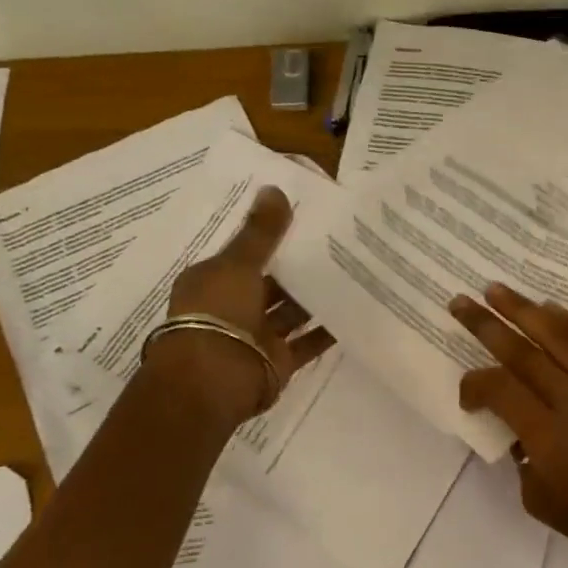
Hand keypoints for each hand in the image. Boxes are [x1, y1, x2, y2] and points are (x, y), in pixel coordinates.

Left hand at [152, 187, 333, 418]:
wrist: (215, 379)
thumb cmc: (218, 312)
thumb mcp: (238, 264)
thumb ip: (261, 232)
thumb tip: (275, 188)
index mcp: (214, 281)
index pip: (245, 254)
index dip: (271, 238)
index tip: (304, 221)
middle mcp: (233, 308)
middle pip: (271, 283)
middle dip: (299, 268)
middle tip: (338, 243)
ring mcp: (257, 336)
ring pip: (291, 312)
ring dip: (315, 298)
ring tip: (352, 272)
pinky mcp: (279, 361)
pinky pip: (307, 342)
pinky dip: (327, 330)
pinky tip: (354, 312)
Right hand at [450, 283, 567, 567]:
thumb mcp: (538, 500)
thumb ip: (521, 458)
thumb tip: (519, 430)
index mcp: (547, 433)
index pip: (500, 389)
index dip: (474, 385)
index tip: (466, 398)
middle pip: (524, 352)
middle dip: (488, 324)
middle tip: (461, 301)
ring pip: (558, 338)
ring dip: (526, 310)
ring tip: (500, 289)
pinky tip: (554, 310)